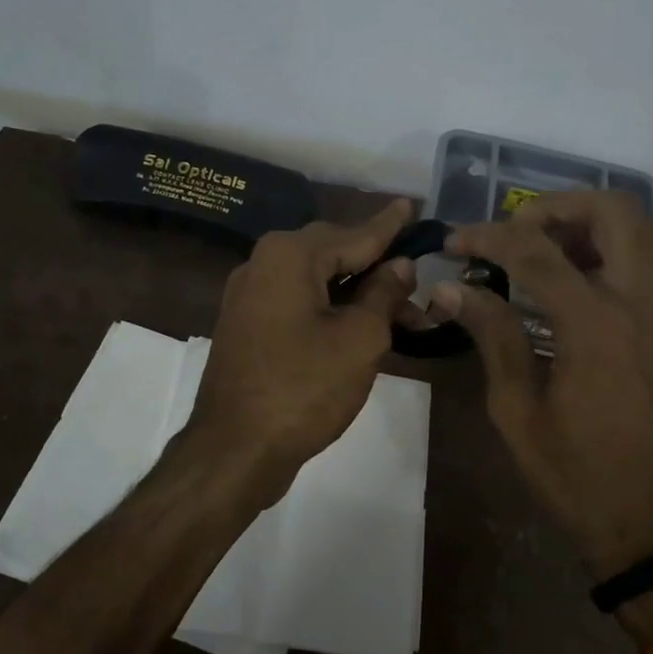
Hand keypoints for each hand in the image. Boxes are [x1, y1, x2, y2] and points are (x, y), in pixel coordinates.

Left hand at [191, 199, 417, 488]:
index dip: (389, 225)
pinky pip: (296, 300)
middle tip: (417, 277)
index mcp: (289, 255)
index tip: (411, 205)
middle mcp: (263, 263)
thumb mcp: (360, 339)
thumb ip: (383, 293)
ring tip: (402, 313)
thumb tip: (399, 265)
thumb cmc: (305, 389)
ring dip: (357, 291)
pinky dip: (330, 307)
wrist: (235, 448)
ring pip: (315, 279)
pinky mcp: (246, 323)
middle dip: (376, 264)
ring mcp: (249, 294)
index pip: (354, 233)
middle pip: (332, 252)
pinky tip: (359, 323)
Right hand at [432, 192, 652, 634]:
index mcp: (597, 324)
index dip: (488, 236)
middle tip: (518, 233)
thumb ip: (491, 335)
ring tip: (552, 254)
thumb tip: (448, 288)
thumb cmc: (580, 476)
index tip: (455, 241)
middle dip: (558, 208)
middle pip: (614, 211)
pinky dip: (623, 254)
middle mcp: (648, 302)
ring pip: (649, 231)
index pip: (535, 250)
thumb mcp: (518, 410)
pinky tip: (588, 289)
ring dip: (596, 226)